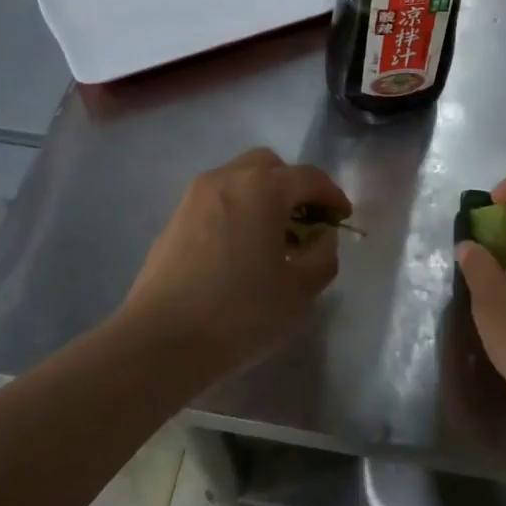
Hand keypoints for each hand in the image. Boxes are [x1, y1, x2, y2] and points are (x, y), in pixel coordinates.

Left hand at [121, 147, 351, 376]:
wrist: (162, 340)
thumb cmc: (241, 312)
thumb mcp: (300, 291)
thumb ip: (323, 256)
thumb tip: (322, 238)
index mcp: (263, 188)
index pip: (309, 177)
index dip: (332, 195)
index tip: (343, 218)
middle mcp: (226, 179)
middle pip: (269, 166)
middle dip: (293, 186)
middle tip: (306, 221)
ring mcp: (194, 197)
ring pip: (238, 179)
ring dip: (263, 197)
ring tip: (274, 238)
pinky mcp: (174, 219)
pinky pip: (217, 200)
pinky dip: (237, 211)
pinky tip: (242, 249)